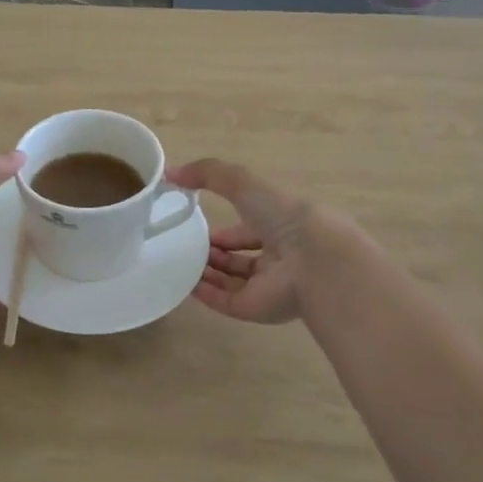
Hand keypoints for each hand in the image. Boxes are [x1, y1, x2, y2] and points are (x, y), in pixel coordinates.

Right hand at [170, 159, 327, 324]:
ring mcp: (267, 285)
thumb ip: (208, 173)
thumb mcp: (243, 183)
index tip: (197, 224)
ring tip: (180, 262)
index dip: (225, 230)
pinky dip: (204, 293)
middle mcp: (277, 257)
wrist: (312, 261)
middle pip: (239, 258)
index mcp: (280, 226)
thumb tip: (170, 172)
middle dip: (214, 252)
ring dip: (207, 272)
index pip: (249, 230)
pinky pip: (224, 301)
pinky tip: (184, 282)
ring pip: (231, 281)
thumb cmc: (283, 215)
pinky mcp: (255, 309)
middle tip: (185, 246)